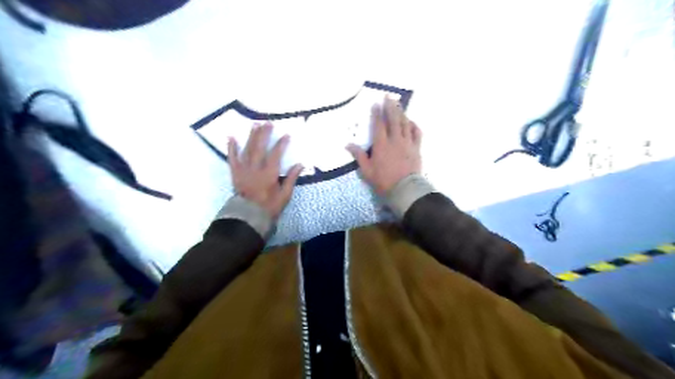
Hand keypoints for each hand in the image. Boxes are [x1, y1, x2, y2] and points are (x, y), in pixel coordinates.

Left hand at [230, 123, 302, 218]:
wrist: (248, 216)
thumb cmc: (269, 206)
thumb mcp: (285, 195)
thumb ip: (291, 178)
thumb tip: (300, 164)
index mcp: (269, 174)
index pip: (276, 155)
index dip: (281, 144)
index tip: (286, 135)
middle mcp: (255, 168)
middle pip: (260, 148)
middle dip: (264, 134)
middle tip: (268, 123)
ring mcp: (244, 170)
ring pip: (247, 150)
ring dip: (251, 136)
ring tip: (254, 125)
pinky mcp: (235, 173)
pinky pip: (232, 158)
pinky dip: (231, 148)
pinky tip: (231, 137)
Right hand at [348, 96, 419, 195]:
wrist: (405, 189)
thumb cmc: (383, 181)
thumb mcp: (367, 171)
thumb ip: (359, 156)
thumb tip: (348, 145)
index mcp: (381, 145)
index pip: (378, 125)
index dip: (377, 113)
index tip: (376, 104)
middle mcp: (395, 140)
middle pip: (393, 119)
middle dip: (390, 107)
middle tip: (388, 96)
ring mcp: (407, 143)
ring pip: (405, 124)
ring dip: (401, 113)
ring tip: (398, 105)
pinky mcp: (416, 148)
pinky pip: (417, 133)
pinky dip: (413, 125)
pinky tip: (411, 121)